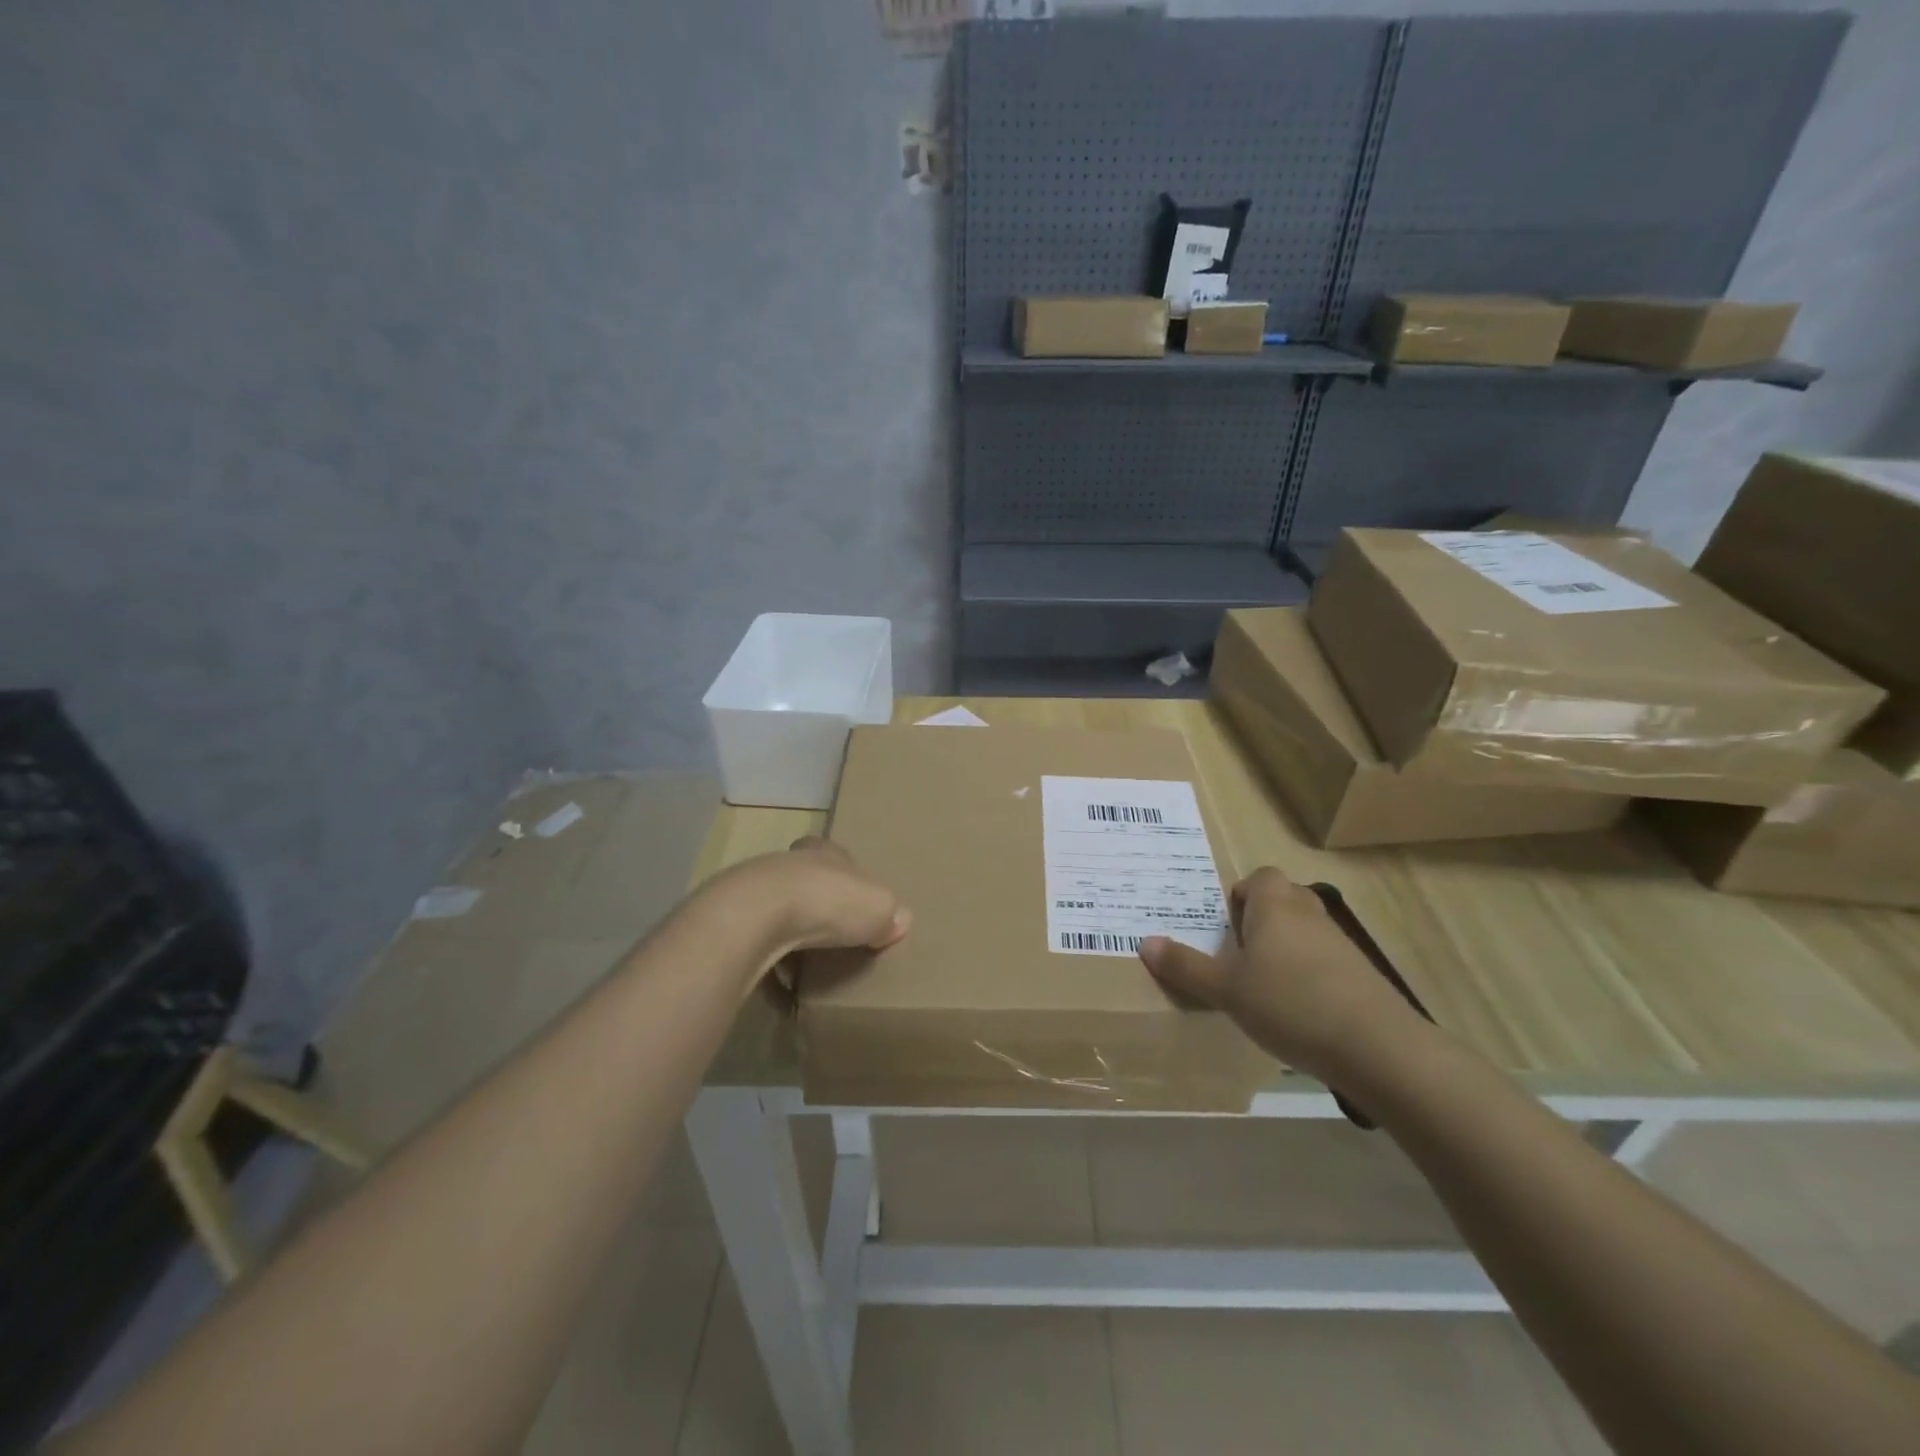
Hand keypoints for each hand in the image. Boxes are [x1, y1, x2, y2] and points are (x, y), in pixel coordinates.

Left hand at [710, 836, 910, 960]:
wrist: (757, 915)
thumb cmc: (827, 900)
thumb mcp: (878, 906)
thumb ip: (890, 913)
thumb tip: (898, 922)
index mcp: (823, 851)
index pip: (835, 854)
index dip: (846, 877)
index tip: (853, 901)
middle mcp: (787, 863)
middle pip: (804, 882)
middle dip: (815, 904)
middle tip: (832, 934)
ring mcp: (753, 891)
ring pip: (775, 910)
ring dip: (788, 933)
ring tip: (806, 963)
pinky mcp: (731, 923)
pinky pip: (755, 944)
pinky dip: (767, 960)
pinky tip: (778, 982)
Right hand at [1138, 867, 1423, 1084]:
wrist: (1376, 1046)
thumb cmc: (1289, 1003)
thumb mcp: (1226, 989)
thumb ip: (1185, 966)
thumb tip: (1145, 942)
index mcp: (1274, 904)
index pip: (1258, 877)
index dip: (1239, 897)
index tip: (1224, 929)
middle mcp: (1308, 912)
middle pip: (1281, 900)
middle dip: (1259, 921)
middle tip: (1235, 955)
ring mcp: (1339, 942)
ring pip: (1303, 931)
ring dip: (1283, 949)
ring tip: (1261, 987)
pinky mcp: (1359, 973)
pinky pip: (1323, 960)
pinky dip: (1307, 975)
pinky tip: (1295, 1011)